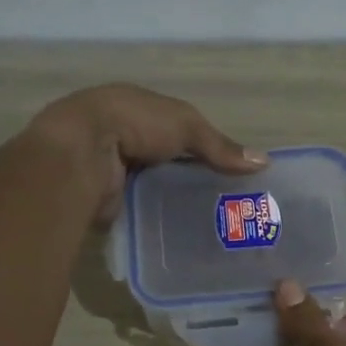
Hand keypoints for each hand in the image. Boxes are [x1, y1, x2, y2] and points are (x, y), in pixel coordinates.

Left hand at [29, 84, 265, 221]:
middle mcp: (122, 138)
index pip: (178, 131)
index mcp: (137, 110)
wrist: (81, 153)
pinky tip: (182, 235)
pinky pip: (139, 210)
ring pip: (152, 188)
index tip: (230, 174)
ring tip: (211, 225)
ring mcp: (111, 169)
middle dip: (190, 179)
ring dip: (173, 202)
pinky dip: (157, 220)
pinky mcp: (105, 199)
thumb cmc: (135, 124)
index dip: (203, 149)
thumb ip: (220, 146)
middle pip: (165, 161)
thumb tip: (264, 162)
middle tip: (227, 206)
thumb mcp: (186, 125)